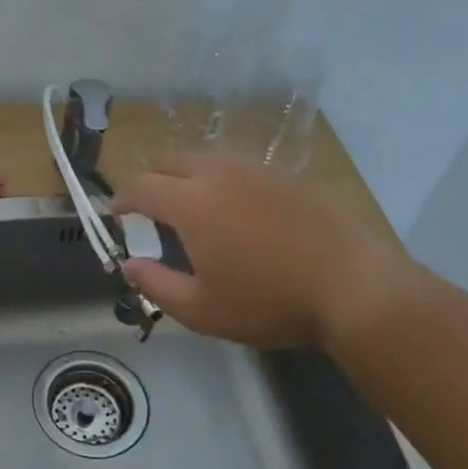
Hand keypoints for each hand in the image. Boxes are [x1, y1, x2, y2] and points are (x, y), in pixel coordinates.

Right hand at [113, 154, 416, 348]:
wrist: (353, 285)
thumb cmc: (269, 301)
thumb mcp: (201, 309)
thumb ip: (155, 284)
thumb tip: (127, 264)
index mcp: (191, 202)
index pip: (141, 187)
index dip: (121, 198)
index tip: (114, 211)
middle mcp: (218, 173)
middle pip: (170, 162)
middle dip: (150, 180)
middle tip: (147, 206)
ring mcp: (255, 169)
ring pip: (205, 159)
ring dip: (185, 175)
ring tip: (189, 204)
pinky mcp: (285, 175)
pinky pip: (237, 167)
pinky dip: (219, 179)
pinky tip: (234, 206)